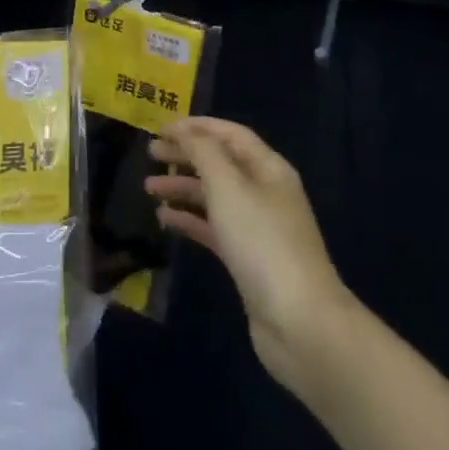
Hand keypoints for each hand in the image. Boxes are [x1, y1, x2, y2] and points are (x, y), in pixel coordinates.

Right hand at [147, 118, 353, 397]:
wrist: (300, 322)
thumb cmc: (262, 242)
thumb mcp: (229, 186)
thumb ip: (203, 153)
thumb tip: (186, 133)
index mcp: (268, 168)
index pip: (230, 134)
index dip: (196, 127)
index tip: (161, 128)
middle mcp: (265, 192)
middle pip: (221, 163)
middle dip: (186, 155)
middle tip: (150, 154)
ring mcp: (257, 228)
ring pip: (214, 196)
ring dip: (183, 188)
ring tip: (149, 188)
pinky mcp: (247, 259)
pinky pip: (213, 228)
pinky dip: (189, 220)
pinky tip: (164, 220)